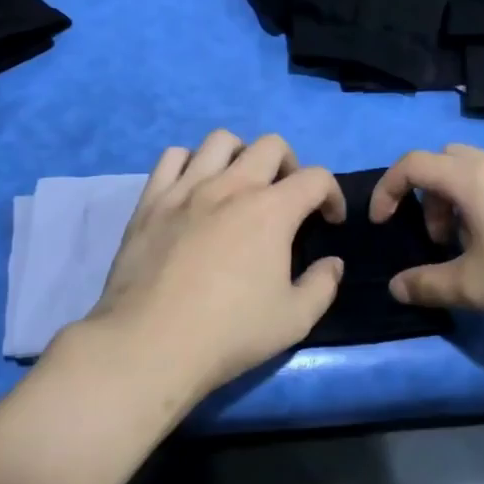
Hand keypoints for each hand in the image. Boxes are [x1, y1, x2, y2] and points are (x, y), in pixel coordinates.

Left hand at [78, 130, 346, 400]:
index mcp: (271, 210)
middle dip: (290, 165)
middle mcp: (231, 186)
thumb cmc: (229, 333)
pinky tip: (194, 188)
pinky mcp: (152, 200)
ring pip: (220, 140)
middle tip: (287, 198)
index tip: (329, 221)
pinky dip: (190, 163)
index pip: (316, 178)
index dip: (332, 195)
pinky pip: (173, 157)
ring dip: (241, 155)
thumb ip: (322, 286)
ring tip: (240, 184)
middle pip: (271, 146)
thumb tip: (333, 263)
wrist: (151, 343)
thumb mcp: (294, 320)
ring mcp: (187, 188)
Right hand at [369, 144, 483, 348]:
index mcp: (472, 179)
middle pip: (446, 161)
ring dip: (458, 201)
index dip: (387, 189)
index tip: (381, 223)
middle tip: (436, 237)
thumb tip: (396, 287)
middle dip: (427, 194)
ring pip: (477, 173)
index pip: (413, 163)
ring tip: (470, 248)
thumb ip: (426, 284)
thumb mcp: (472, 287)